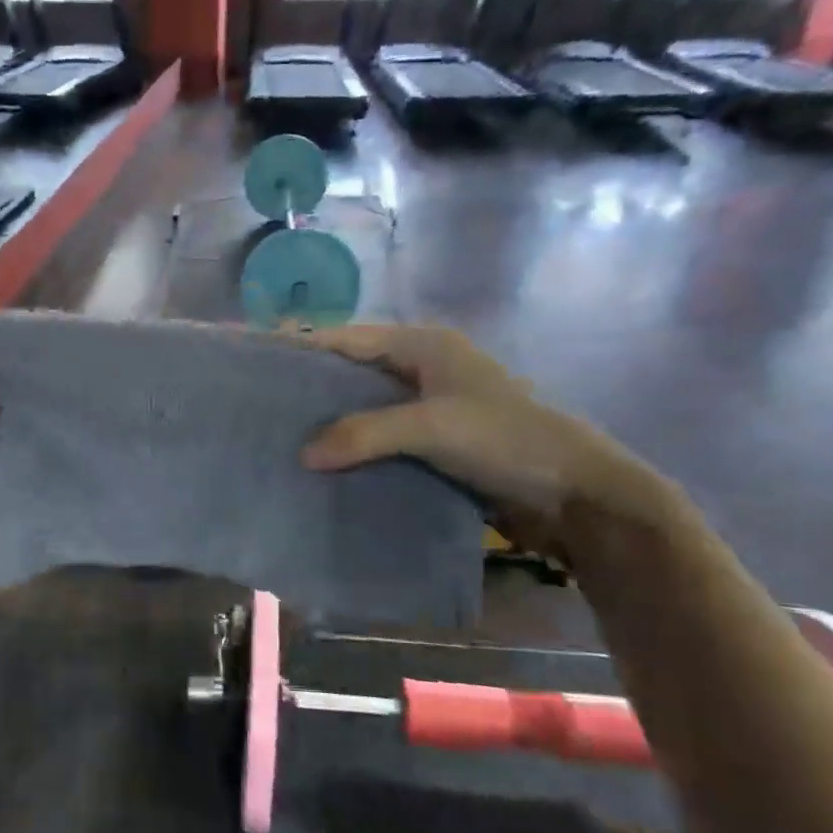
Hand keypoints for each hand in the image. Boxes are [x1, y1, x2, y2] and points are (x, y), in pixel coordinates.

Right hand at [294, 324, 660, 545]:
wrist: (575, 493)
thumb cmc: (504, 439)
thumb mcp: (432, 427)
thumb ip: (364, 434)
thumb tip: (303, 453)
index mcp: (423, 346)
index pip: (348, 338)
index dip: (302, 344)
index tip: (257, 354)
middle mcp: (423, 369)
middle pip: (353, 371)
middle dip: (311, 386)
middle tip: (261, 402)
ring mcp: (431, 407)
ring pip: (366, 408)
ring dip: (332, 422)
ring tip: (282, 437)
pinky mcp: (436, 443)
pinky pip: (383, 439)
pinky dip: (355, 449)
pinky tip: (325, 467)